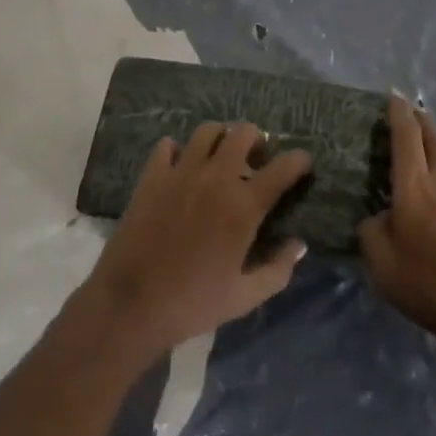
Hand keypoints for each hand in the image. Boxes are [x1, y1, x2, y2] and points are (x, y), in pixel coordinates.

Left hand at [80, 122, 312, 361]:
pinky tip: (180, 169)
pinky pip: (168, 145)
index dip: (299, 161)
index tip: (303, 163)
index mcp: (243, 206)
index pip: (282, 168)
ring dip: (220, 139)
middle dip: (257, 141)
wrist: (131, 304)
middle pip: (244, 133)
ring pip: (208, 131)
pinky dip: (178, 151)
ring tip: (219, 159)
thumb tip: (299, 245)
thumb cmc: (192, 304)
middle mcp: (216, 177)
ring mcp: (182, 171)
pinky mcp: (153, 174)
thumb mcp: (243, 298)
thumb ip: (277, 270)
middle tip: (255, 161)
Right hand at [359, 95, 435, 361]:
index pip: (405, 135)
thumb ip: (372, 234)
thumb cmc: (432, 285)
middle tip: (412, 110)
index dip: (398, 112)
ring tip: (433, 145)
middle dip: (421, 120)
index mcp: (414, 186)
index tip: (394, 95)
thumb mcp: (383, 266)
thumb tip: (376, 219)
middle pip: (434, 138)